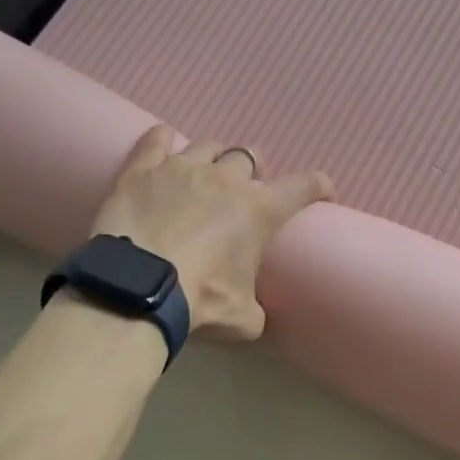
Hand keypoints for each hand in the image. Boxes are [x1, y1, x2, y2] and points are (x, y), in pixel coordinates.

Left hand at [90, 126, 332, 339]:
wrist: (137, 288)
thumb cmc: (200, 301)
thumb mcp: (242, 319)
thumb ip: (255, 310)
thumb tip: (254, 314)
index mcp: (259, 210)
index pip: (304, 185)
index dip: (319, 185)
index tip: (322, 191)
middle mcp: (226, 179)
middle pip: (249, 156)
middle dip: (254, 169)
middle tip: (247, 188)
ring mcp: (182, 168)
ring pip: (208, 146)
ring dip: (213, 158)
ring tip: (206, 173)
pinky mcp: (142, 170)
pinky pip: (157, 140)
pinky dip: (163, 140)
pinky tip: (164, 143)